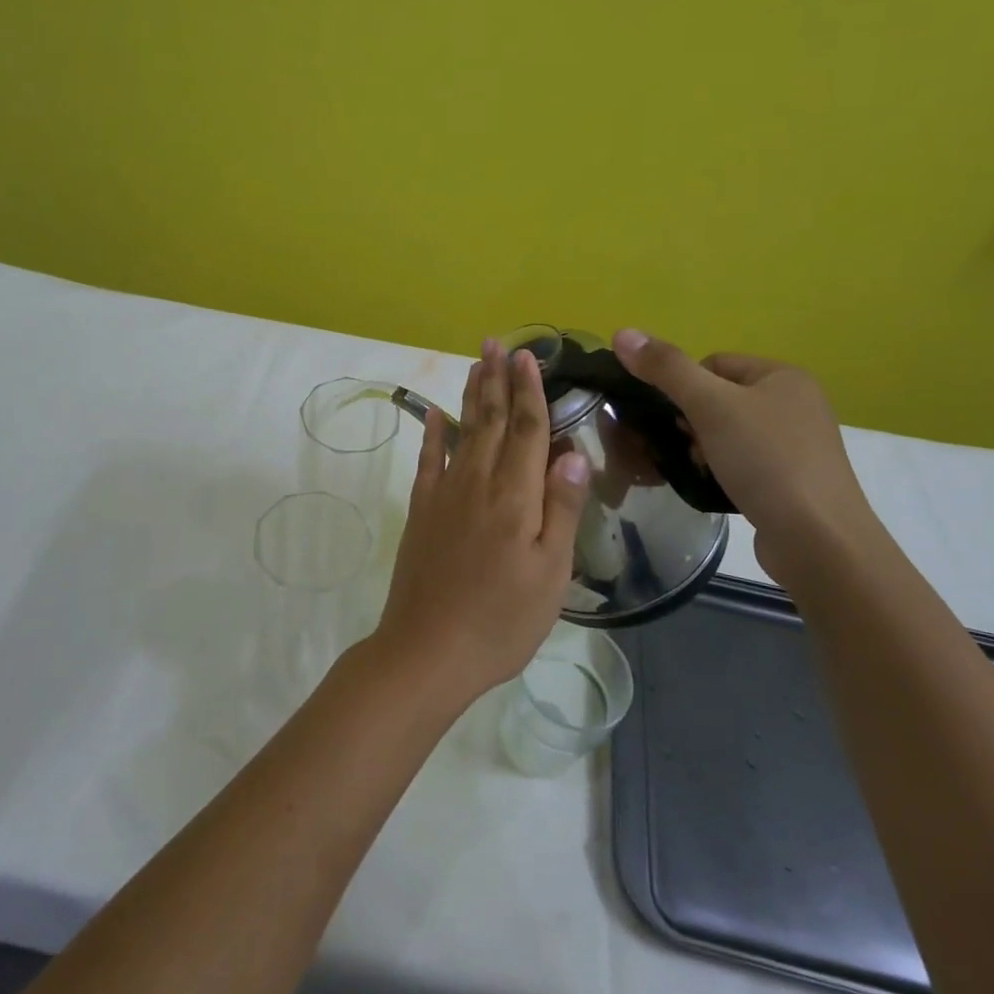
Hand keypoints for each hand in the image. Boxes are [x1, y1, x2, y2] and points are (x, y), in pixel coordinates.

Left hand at [370, 339, 592, 711]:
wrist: (428, 650)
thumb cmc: (502, 620)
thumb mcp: (549, 573)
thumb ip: (560, 510)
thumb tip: (572, 454)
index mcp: (515, 496)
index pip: (526, 430)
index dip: (530, 392)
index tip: (528, 357)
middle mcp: (477, 482)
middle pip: (491, 420)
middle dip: (497, 379)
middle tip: (497, 343)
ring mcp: (444, 493)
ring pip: (461, 430)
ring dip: (470, 394)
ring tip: (476, 363)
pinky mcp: (421, 509)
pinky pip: (428, 459)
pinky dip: (431, 432)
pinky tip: (432, 413)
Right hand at [610, 330, 881, 579]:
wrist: (818, 541)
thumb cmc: (765, 461)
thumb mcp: (709, 406)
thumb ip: (665, 368)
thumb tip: (621, 333)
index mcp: (783, 376)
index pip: (714, 363)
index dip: (684, 387)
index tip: (675, 418)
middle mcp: (797, 403)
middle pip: (719, 398)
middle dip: (692, 421)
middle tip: (684, 447)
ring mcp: (798, 445)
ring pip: (728, 432)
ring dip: (704, 448)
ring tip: (698, 470)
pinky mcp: (794, 481)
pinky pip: (744, 463)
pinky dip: (722, 471)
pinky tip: (715, 487)